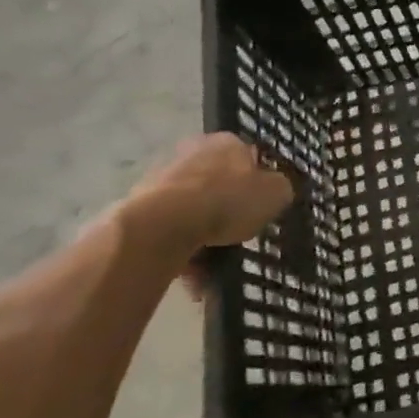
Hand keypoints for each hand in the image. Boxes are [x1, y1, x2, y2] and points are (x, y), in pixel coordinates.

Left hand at [124, 133, 294, 254]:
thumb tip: (276, 189)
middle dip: (227, 209)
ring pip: (192, 210)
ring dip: (204, 236)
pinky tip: (194, 275)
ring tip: (214, 269)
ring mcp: (161, 178)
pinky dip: (182, 251)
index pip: (248, 156)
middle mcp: (192, 152)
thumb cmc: (227, 201)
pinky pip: (170, 231)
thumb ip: (280, 188)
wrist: (163, 225)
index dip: (258, 182)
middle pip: (217, 183)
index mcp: (226, 142)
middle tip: (239, 235)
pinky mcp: (138, 207)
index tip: (262, 206)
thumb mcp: (275, 193)